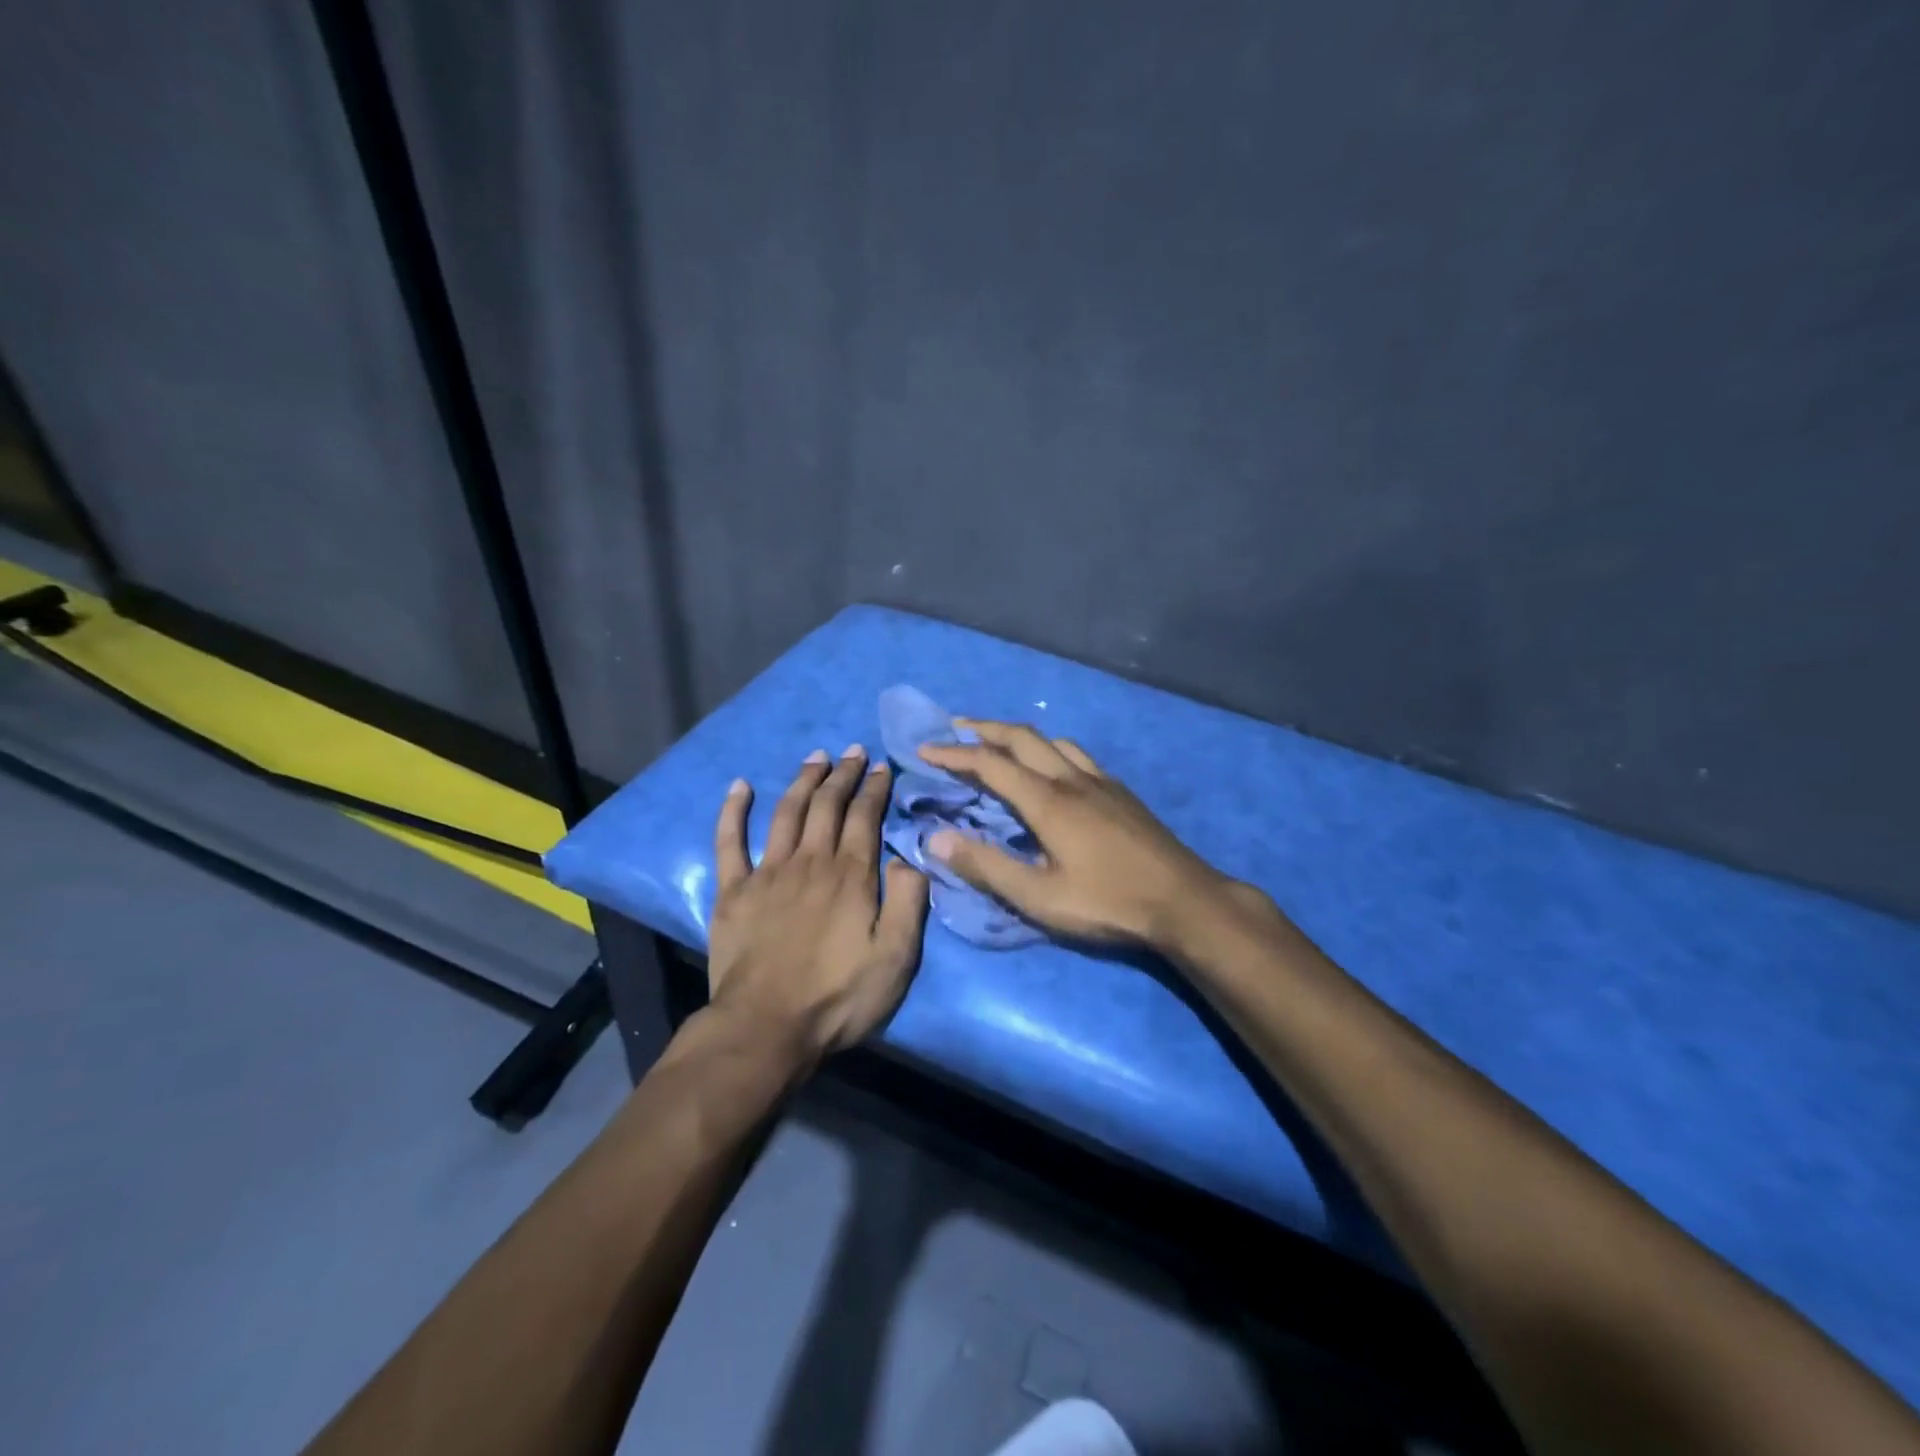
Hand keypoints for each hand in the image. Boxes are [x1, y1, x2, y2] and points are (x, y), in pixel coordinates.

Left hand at [707, 746, 929, 1064]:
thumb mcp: (896, 957)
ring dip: (802, 780)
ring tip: (816, 757)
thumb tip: (906, 856)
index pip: (865, 816)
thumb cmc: (838, 996)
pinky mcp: (733, 891)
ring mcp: (767, 872)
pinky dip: (733, 811)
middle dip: (843, 774)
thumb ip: (909, 902)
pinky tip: (739, 786)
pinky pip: (730, 841)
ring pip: (786, 812)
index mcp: (850, 875)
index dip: (874, 788)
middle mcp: (810, 861)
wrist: (766, 1027)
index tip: (882, 766)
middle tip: (854, 751)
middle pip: (827, 805)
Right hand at [918, 721, 1260, 948]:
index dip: (954, 754)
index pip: (990, 764)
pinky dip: (1050, 750)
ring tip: (999, 745)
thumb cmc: (1108, 903)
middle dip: (984, 729)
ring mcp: (1101, 782)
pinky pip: (1077, 755)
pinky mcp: (1121, 793)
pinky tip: (1054, 770)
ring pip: (1053, 742)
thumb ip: (986, 866)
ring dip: (1019, 736)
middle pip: (1022, 738)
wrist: (1184, 901)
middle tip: (955, 730)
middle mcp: (1072, 779)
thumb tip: (935, 838)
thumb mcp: (1039, 897)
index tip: (924, 750)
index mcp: (1048, 801)